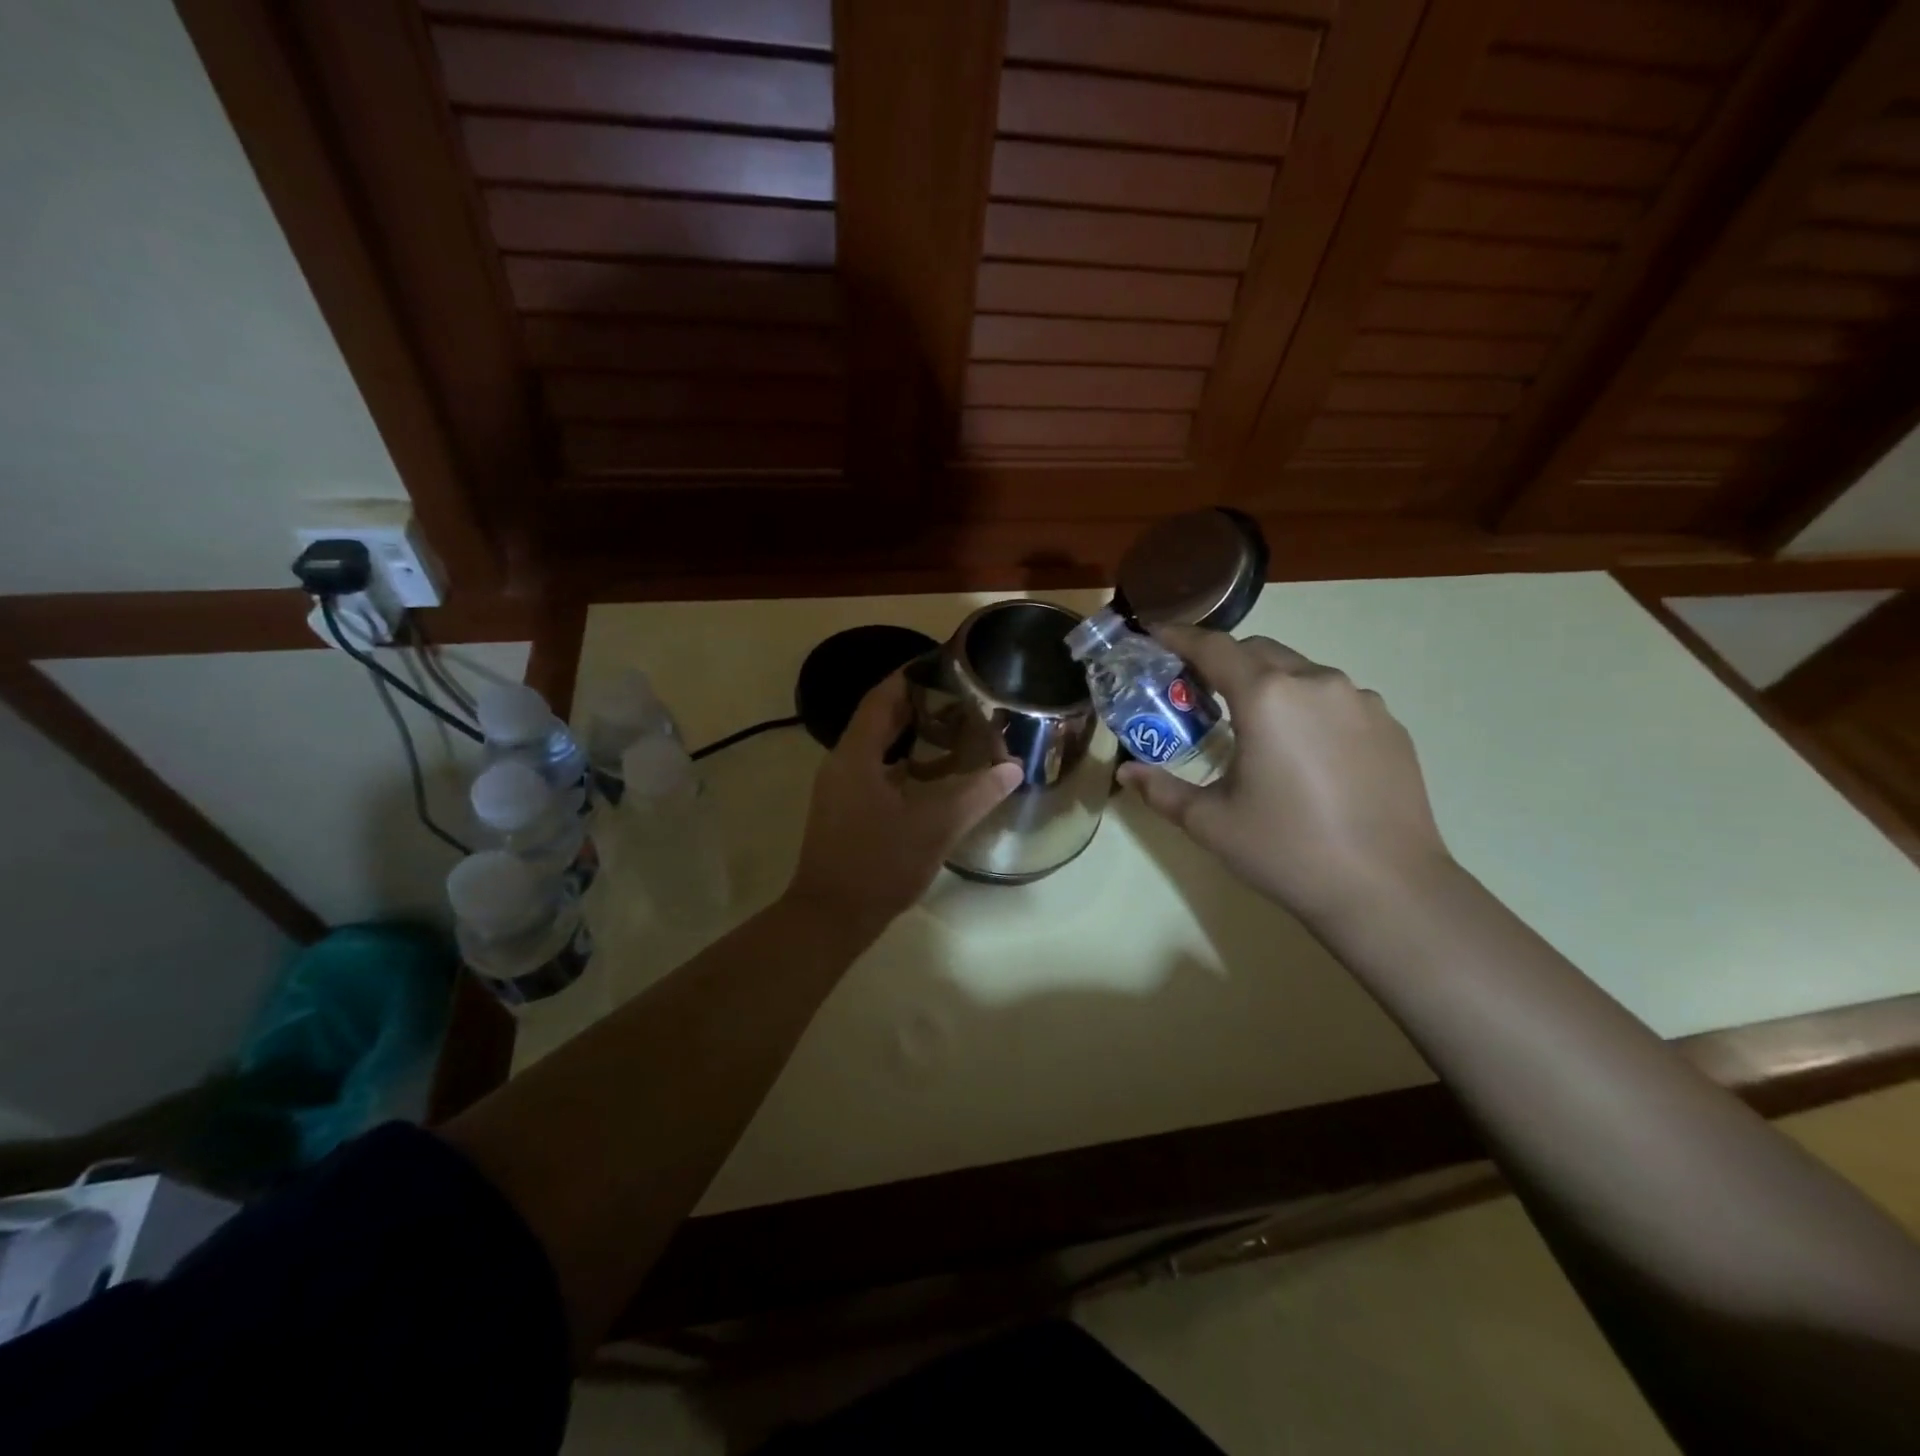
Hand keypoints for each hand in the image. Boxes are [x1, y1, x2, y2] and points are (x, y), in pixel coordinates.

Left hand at [786, 673, 1021, 938]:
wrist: (831, 917)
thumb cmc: (879, 864)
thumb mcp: (935, 826)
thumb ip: (976, 794)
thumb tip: (1013, 768)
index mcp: (856, 755)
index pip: (881, 698)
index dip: (910, 676)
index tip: (944, 665)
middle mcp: (842, 764)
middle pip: (880, 720)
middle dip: (918, 705)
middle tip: (960, 698)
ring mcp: (840, 789)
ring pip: (878, 748)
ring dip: (912, 736)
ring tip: (954, 730)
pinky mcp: (844, 811)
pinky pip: (875, 772)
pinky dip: (904, 765)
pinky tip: (935, 777)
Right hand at [1118, 624, 1453, 924]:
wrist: (1388, 891)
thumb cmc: (1287, 850)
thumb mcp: (1210, 823)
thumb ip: (1162, 790)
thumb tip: (1127, 773)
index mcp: (1268, 696)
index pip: (1214, 648)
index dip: (1180, 637)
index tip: (1155, 636)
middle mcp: (1317, 683)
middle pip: (1259, 651)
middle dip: (1222, 661)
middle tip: (1196, 691)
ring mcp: (1361, 702)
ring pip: (1301, 672)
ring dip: (1268, 684)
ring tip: (1252, 726)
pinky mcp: (1390, 726)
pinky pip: (1336, 700)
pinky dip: (1306, 708)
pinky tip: (1303, 753)